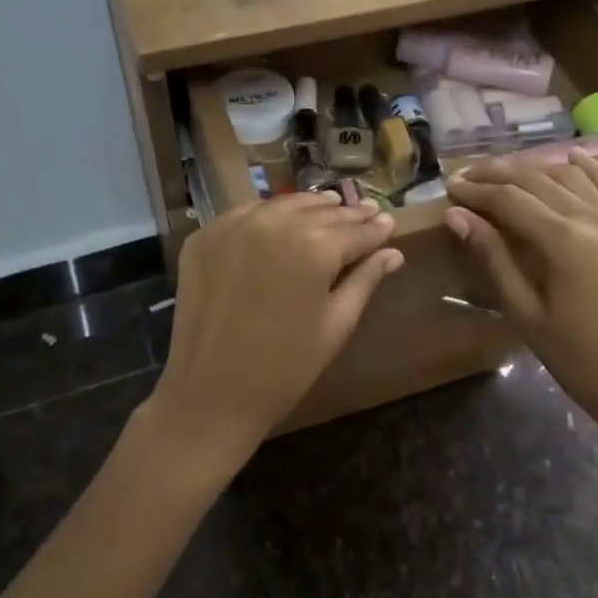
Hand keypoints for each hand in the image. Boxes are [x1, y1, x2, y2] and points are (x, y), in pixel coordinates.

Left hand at [148, 193, 401, 471]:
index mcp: (314, 247)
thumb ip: (364, 280)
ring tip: (329, 207)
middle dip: (346, 214)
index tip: (388, 221)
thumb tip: (393, 252)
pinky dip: (268, 214)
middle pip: (320, 212)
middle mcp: (275, 223)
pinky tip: (280, 220)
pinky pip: (245, 214)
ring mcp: (234, 226)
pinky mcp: (205, 237)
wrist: (210, 393)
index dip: (375, 229)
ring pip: (282, 205)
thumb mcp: (336, 325)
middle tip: (366, 211)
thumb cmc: (285, 367)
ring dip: (309, 207)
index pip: (355, 230)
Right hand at [445, 149, 597, 435]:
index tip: (450, 188)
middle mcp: (593, 219)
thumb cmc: (575, 356)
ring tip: (503, 174)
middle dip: (498, 175)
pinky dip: (588, 168)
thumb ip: (493, 257)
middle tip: (466, 177)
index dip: (476, 192)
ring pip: (570, 176)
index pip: (510, 200)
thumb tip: (458, 216)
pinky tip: (571, 156)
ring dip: (534, 168)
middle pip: (537, 180)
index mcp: (564, 241)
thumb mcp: (524, 312)